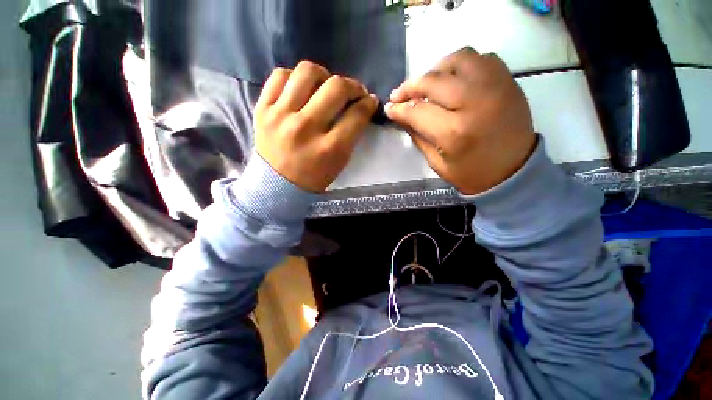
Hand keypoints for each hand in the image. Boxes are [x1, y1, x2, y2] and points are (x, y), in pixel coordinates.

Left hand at [254, 62, 377, 191]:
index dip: (368, 103)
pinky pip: (280, 76)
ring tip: (325, 86)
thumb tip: (363, 104)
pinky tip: (301, 89)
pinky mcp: (262, 109)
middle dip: (353, 86)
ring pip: (307, 72)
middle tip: (353, 92)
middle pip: (336, 88)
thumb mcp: (340, 162)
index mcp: (329, 149)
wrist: (276, 184)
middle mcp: (305, 129)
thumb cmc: (314, 177)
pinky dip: (295, 78)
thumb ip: (352, 133)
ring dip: (324, 75)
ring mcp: (280, 116)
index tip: (370, 101)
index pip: (356, 115)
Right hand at [385, 47, 535, 194]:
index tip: (389, 108)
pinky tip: (453, 79)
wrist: (515, 171)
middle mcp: (475, 103)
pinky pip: (481, 58)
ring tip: (426, 83)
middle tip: (399, 95)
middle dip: (410, 86)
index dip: (399, 109)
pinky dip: (461, 65)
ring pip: (458, 59)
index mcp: (455, 132)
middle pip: (434, 81)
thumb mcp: (437, 162)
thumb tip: (401, 116)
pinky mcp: (508, 81)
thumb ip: (418, 136)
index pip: (417, 111)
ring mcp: (496, 87)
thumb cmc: (472, 174)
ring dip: (435, 69)